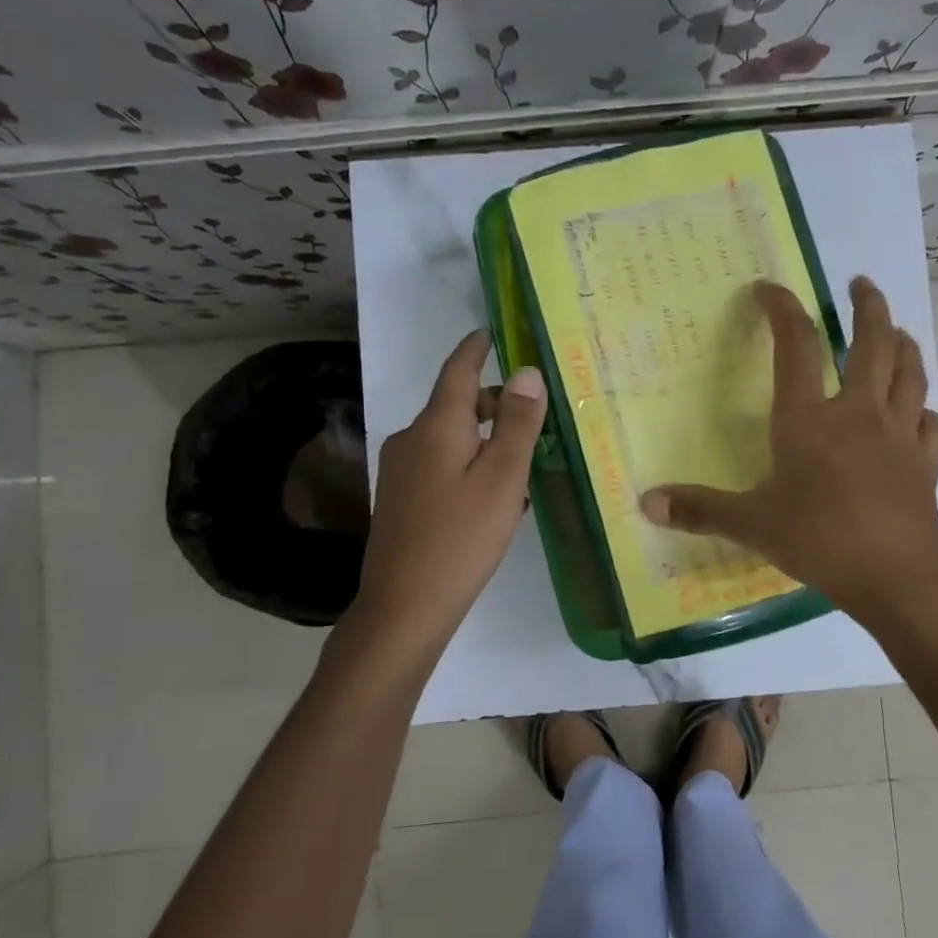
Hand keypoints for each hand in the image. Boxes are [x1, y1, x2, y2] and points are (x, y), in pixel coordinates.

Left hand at [354, 330, 545, 637]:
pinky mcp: (400, 500)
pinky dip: (469, 464)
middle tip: (538, 415)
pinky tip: (495, 496)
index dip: (476, 348)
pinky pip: (440, 465)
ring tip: (526, 461)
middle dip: (494, 402)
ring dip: (485, 439)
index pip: (457, 369)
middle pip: (455, 405)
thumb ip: (517, 423)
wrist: (404, 606)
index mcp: (435, 426)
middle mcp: (411, 439)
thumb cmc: (461, 537)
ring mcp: (400, 471)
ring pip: (450, 438)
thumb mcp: (502, 478)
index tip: (492, 332)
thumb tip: (526, 372)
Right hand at [640, 277, 937, 624]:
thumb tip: (646, 503)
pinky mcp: (926, 463)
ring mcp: (899, 435)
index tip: (768, 289)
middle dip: (867, 306)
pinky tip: (920, 416)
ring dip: (904, 344)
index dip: (782, 309)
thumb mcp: (750, 524)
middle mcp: (858, 413)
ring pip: (910, 373)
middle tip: (860, 284)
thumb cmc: (818, 540)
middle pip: (872, 342)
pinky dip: (926, 414)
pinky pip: (933, 426)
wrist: (895, 576)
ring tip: (896, 331)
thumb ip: (699, 509)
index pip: (796, 345)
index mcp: (809, 419)